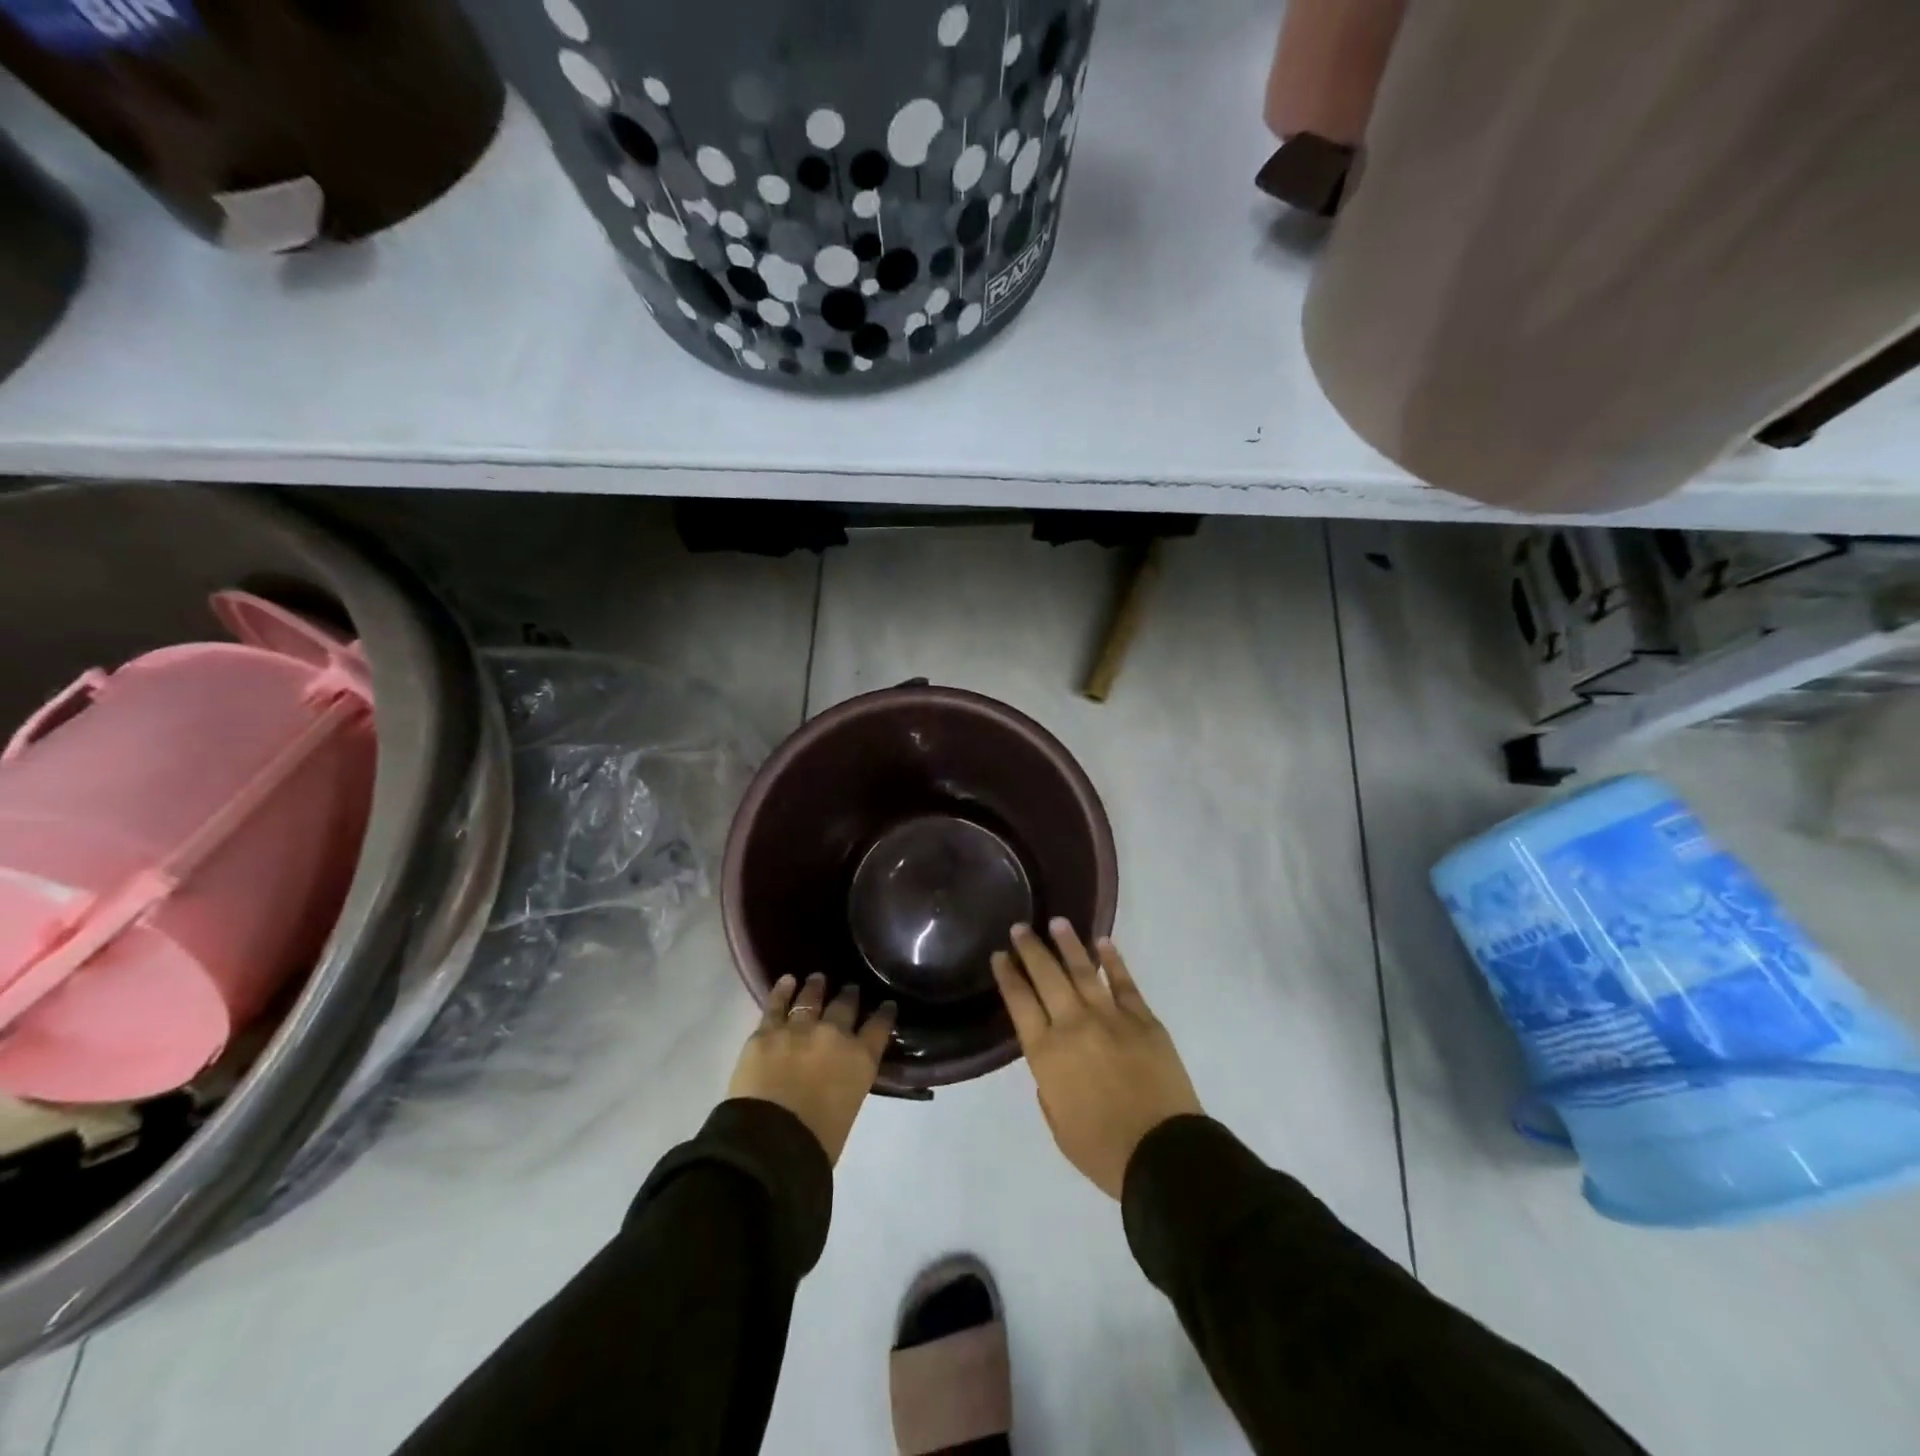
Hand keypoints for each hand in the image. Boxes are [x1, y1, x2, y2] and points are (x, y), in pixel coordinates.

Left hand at [728, 973, 896, 1164]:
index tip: (887, 1004)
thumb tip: (839, 1079)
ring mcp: (800, 1028)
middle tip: (850, 989)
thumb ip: (848, 1084)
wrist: (772, 1140)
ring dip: (816, 987)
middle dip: (849, 996)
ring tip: (818, 978)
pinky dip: (782, 991)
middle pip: (845, 1006)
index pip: (880, 1027)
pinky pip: (776, 1004)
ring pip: (811, 998)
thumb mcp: (848, 1109)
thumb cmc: (817, 1142)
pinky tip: (786, 980)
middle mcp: (834, 1034)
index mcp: (861, 1059)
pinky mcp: (767, 1031)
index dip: (884, 1013)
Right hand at [992, 921, 1202, 1199]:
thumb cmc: (1102, 1150)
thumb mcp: (1058, 1125)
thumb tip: (1053, 1060)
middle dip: (1031, 949)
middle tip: (1019, 927)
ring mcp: (1111, 1017)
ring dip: (1068, 944)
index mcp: (1046, 1054)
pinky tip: (1102, 942)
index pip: (1019, 1002)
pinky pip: (1125, 982)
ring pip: (1083, 971)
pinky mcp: (1143, 1019)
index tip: (999, 956)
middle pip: (1047, 977)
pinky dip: (1113, 960)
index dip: (1008, 976)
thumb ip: (1048, 1087)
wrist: (1162, 1154)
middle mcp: (1073, 1025)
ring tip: (1056, 922)